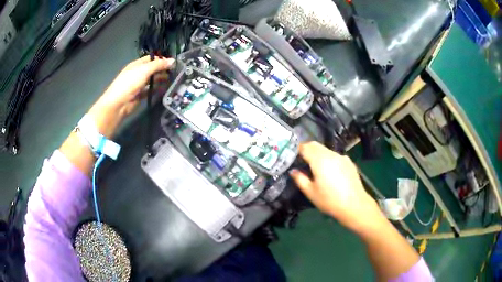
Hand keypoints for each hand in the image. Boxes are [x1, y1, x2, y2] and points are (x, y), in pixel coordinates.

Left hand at [87, 56, 174, 137]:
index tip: (172, 63)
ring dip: (161, 79)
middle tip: (175, 73)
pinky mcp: (139, 95)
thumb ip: (158, 65)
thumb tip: (172, 60)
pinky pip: (150, 91)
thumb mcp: (144, 70)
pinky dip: (157, 90)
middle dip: (162, 70)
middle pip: (152, 69)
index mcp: (137, 65)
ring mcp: (138, 85)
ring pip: (152, 80)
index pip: (151, 59)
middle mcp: (138, 73)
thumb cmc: (129, 83)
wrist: (118, 104)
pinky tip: (164, 90)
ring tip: (172, 81)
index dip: (161, 59)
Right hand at [289, 141, 383, 233]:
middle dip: (307, 149)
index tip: (293, 157)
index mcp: (319, 160)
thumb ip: (300, 179)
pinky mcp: (349, 162)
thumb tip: (293, 171)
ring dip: (318, 154)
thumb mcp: (310, 192)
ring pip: (326, 150)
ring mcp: (341, 157)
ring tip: (316, 168)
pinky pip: (335, 156)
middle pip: (316, 145)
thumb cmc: (329, 200)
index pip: (305, 147)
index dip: (297, 150)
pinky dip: (329, 159)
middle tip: (301, 160)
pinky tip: (331, 172)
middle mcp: (331, 154)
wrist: (355, 205)